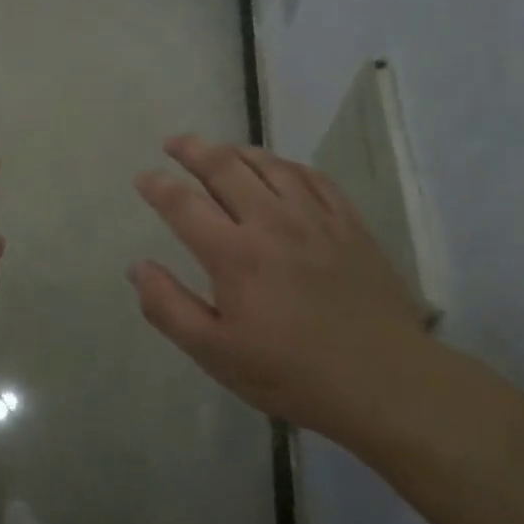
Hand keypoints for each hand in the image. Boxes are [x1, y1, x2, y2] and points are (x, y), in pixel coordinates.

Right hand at [130, 134, 429, 443]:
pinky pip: (312, 177)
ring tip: (219, 149)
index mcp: (233, 254)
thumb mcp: (215, 353)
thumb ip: (169, 307)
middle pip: (224, 168)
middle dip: (193, 150)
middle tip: (174, 142)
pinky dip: (286, 165)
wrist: (385, 382)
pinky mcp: (348, 223)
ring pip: (269, 164)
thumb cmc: (291, 372)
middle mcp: (271, 222)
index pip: (183, 204)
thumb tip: (137, 267)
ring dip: (237, 150)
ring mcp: (314, 218)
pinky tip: (278, 168)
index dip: (157, 186)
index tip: (143, 178)